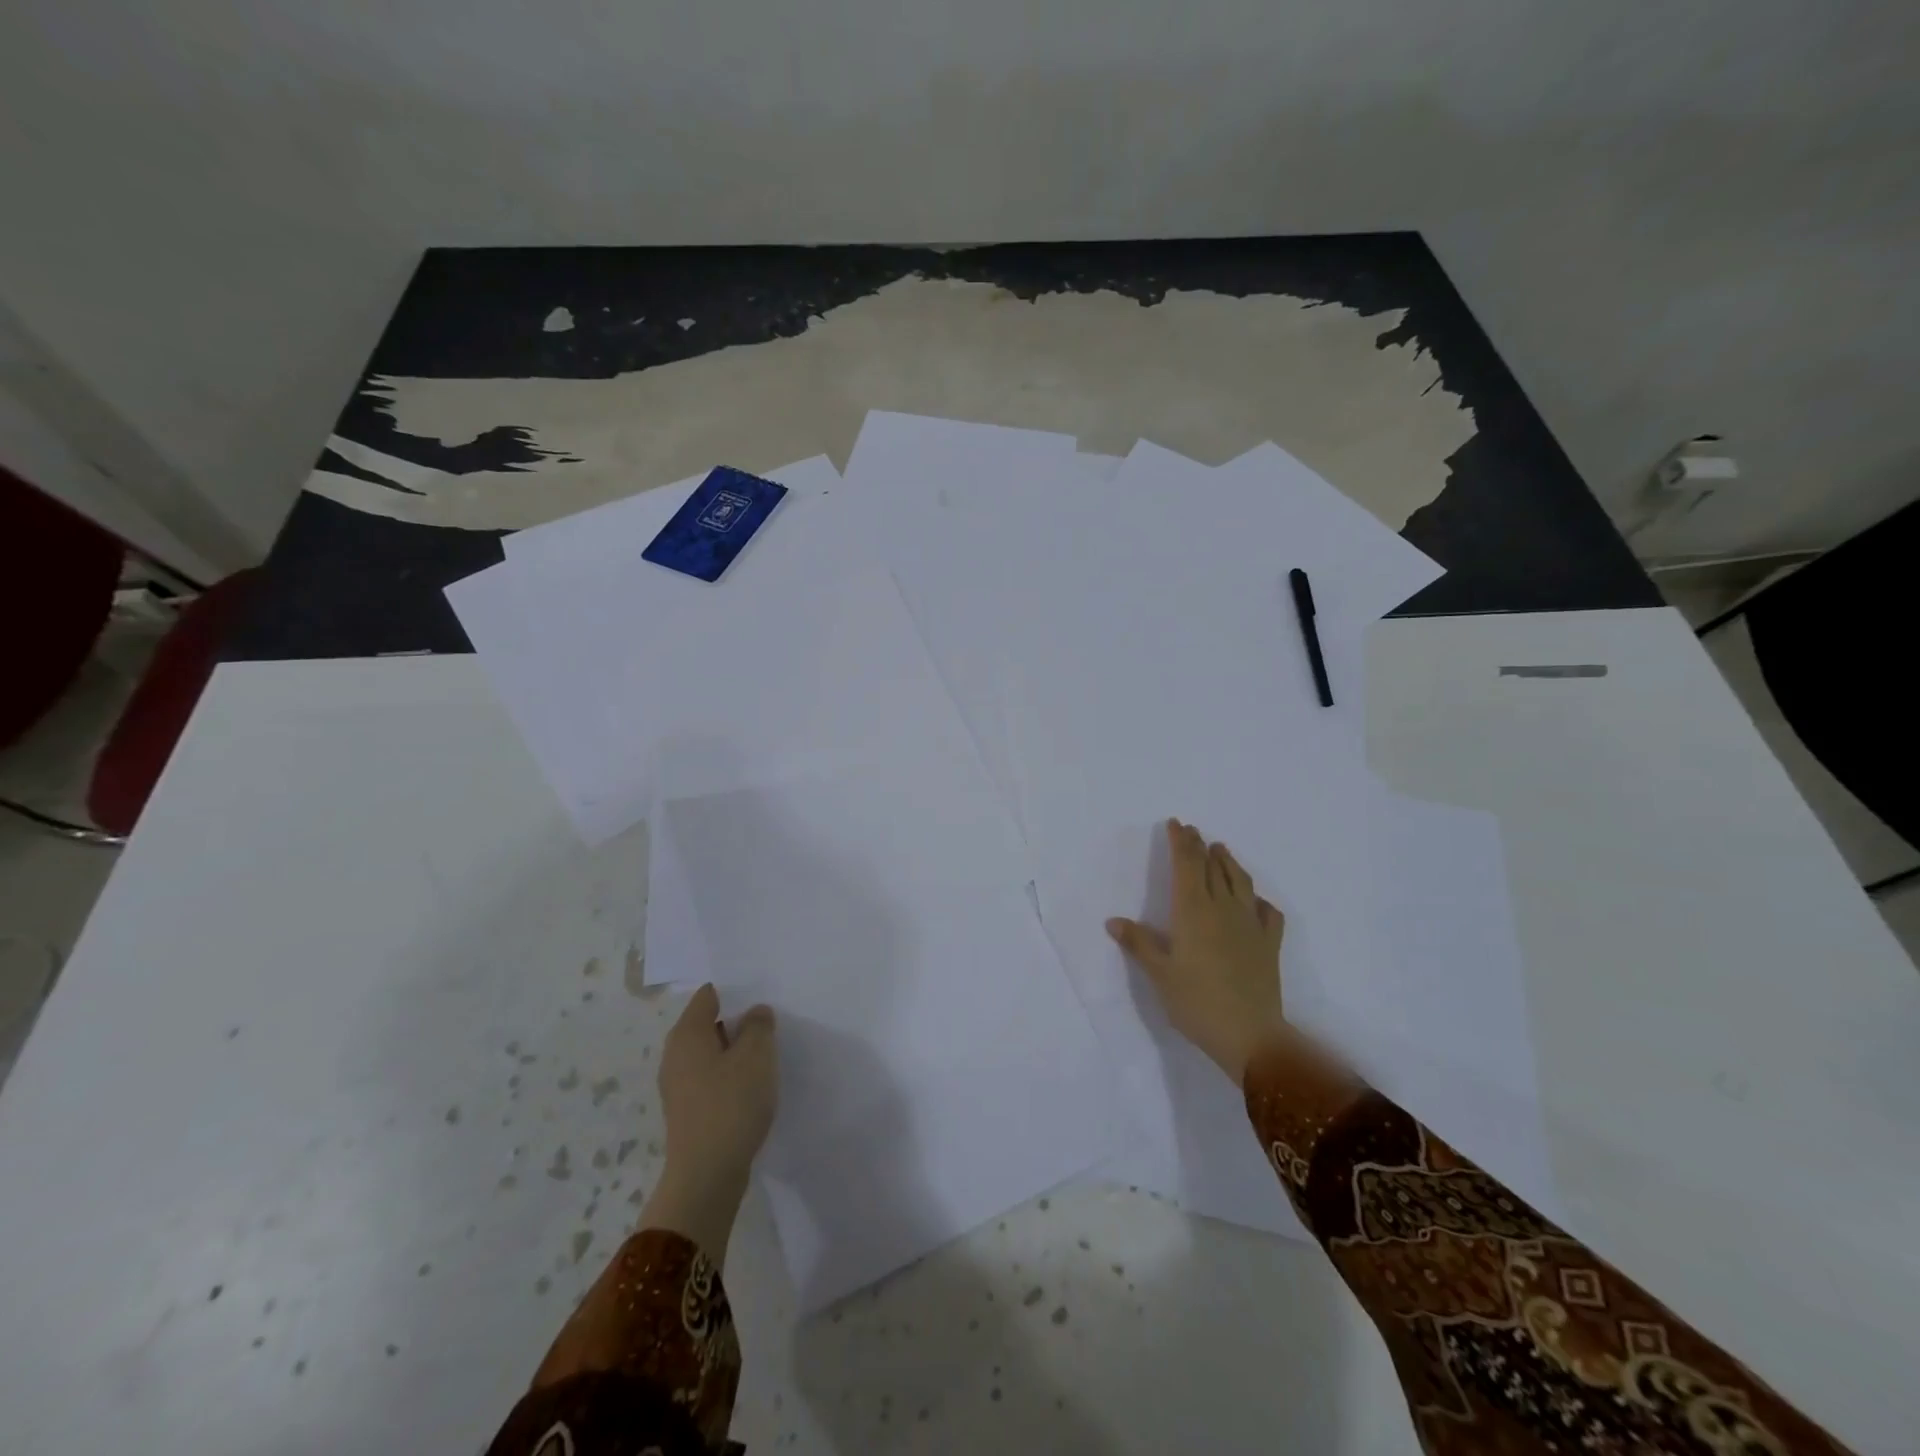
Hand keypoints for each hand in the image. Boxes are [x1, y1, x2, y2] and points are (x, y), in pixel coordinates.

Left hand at [659, 983, 777, 1192]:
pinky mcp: (688, 1110)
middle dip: (740, 1021)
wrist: (706, 1176)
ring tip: (767, 1054)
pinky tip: (753, 1086)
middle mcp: (675, 1054)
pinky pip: (712, 1078)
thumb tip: (754, 1013)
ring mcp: (679, 1085)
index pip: (710, 994)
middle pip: (710, 1023)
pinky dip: (731, 1075)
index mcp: (687, 1033)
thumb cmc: (731, 1104)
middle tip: (771, 1023)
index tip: (764, 995)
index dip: (737, 991)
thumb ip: (759, 1025)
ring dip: (737, 1051)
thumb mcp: (757, 1055)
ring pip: (712, 1052)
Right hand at [1107, 818, 1284, 1084]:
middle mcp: (1223, 909)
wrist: (1250, 1035)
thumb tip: (1114, 921)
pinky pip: (1267, 912)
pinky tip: (1254, 901)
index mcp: (1193, 911)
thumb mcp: (1159, 974)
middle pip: (1211, 867)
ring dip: (1229, 862)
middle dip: (1199, 846)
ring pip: (1240, 882)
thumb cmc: (1196, 1003)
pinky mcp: (1269, 944)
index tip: (1176, 823)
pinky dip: (1258, 900)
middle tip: (1192, 831)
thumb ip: (1139, 944)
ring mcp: (1250, 925)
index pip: (1186, 865)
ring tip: (1221, 850)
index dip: (1180, 842)